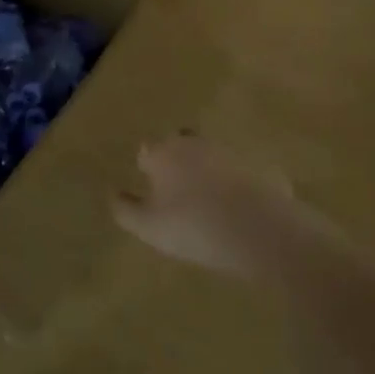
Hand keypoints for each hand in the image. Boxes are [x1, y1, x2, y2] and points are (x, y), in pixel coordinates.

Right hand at [113, 134, 325, 280]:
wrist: (260, 230)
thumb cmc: (194, 227)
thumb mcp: (149, 228)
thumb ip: (126, 210)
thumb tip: (112, 193)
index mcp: (166, 153)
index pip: (148, 150)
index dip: (147, 167)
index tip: (150, 185)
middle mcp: (197, 143)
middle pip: (181, 144)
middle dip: (178, 160)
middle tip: (178, 189)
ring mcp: (232, 151)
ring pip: (213, 155)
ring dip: (209, 170)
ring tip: (210, 201)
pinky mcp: (262, 165)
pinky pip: (243, 171)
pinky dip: (238, 183)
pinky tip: (241, 209)